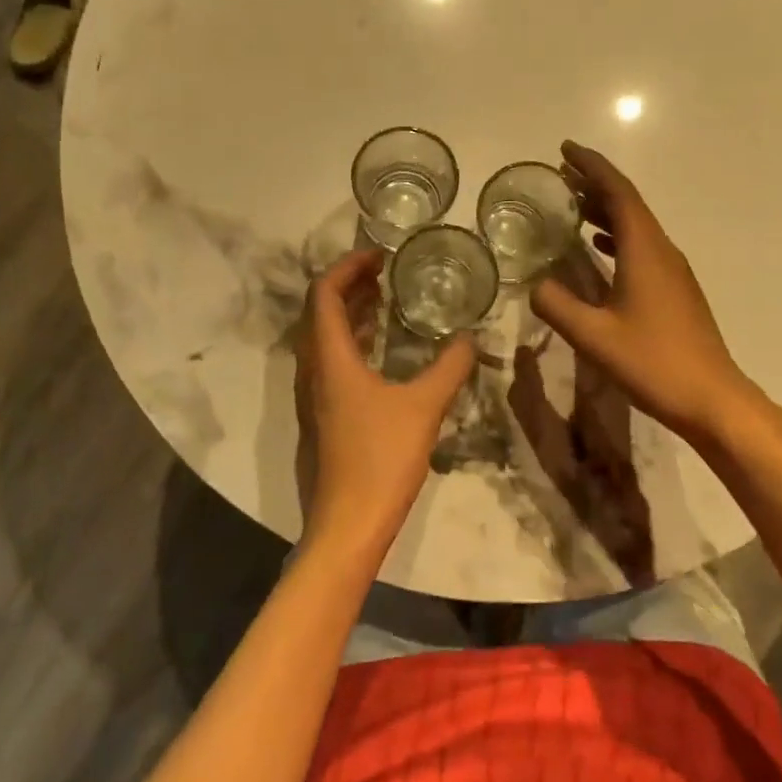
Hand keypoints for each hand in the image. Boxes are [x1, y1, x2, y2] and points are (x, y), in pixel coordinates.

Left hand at [295, 250, 475, 564]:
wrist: (347, 526)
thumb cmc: (381, 460)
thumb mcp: (424, 407)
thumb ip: (449, 367)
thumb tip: (468, 338)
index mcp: (329, 359)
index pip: (323, 293)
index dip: (347, 266)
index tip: (379, 255)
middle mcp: (313, 370)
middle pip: (320, 311)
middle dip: (351, 285)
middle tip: (387, 272)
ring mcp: (314, 395)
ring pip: (324, 338)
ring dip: (351, 313)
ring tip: (387, 300)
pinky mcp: (322, 415)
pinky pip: (332, 361)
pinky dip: (353, 342)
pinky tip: (383, 350)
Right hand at [531, 142, 773, 445]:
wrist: (711, 398)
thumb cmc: (652, 363)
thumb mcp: (593, 336)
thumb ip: (557, 305)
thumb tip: (534, 284)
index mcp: (644, 250)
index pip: (618, 192)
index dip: (591, 166)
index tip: (564, 149)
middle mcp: (662, 250)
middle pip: (628, 203)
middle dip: (595, 183)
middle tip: (560, 174)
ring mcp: (673, 270)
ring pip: (636, 225)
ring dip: (605, 209)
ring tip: (572, 204)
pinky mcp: (675, 289)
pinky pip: (642, 246)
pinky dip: (617, 235)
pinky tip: (599, 247)